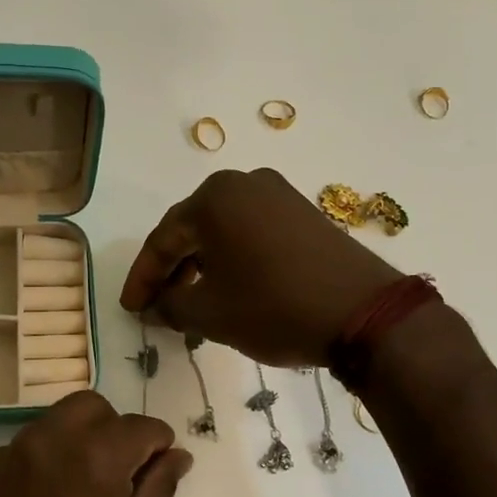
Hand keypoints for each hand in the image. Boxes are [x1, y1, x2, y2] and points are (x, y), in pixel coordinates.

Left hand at [0, 392, 192, 496]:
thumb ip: (156, 493)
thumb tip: (176, 455)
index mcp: (91, 457)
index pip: (138, 426)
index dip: (158, 442)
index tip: (165, 463)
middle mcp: (44, 442)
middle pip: (89, 408)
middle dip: (113, 430)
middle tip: (124, 475)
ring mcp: (3, 460)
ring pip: (50, 426)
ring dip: (75, 444)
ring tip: (83, 496)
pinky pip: (19, 455)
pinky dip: (41, 467)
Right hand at [121, 168, 401, 367]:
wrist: (365, 313)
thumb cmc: (275, 307)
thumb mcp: (211, 314)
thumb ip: (171, 307)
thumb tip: (156, 307)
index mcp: (214, 197)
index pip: (163, 239)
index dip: (143, 278)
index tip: (131, 309)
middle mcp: (244, 183)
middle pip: (192, 229)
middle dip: (172, 270)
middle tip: (157, 305)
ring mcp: (278, 194)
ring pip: (223, 230)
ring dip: (202, 264)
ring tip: (192, 301)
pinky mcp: (303, 212)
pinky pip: (252, 231)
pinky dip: (233, 257)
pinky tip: (230, 286)